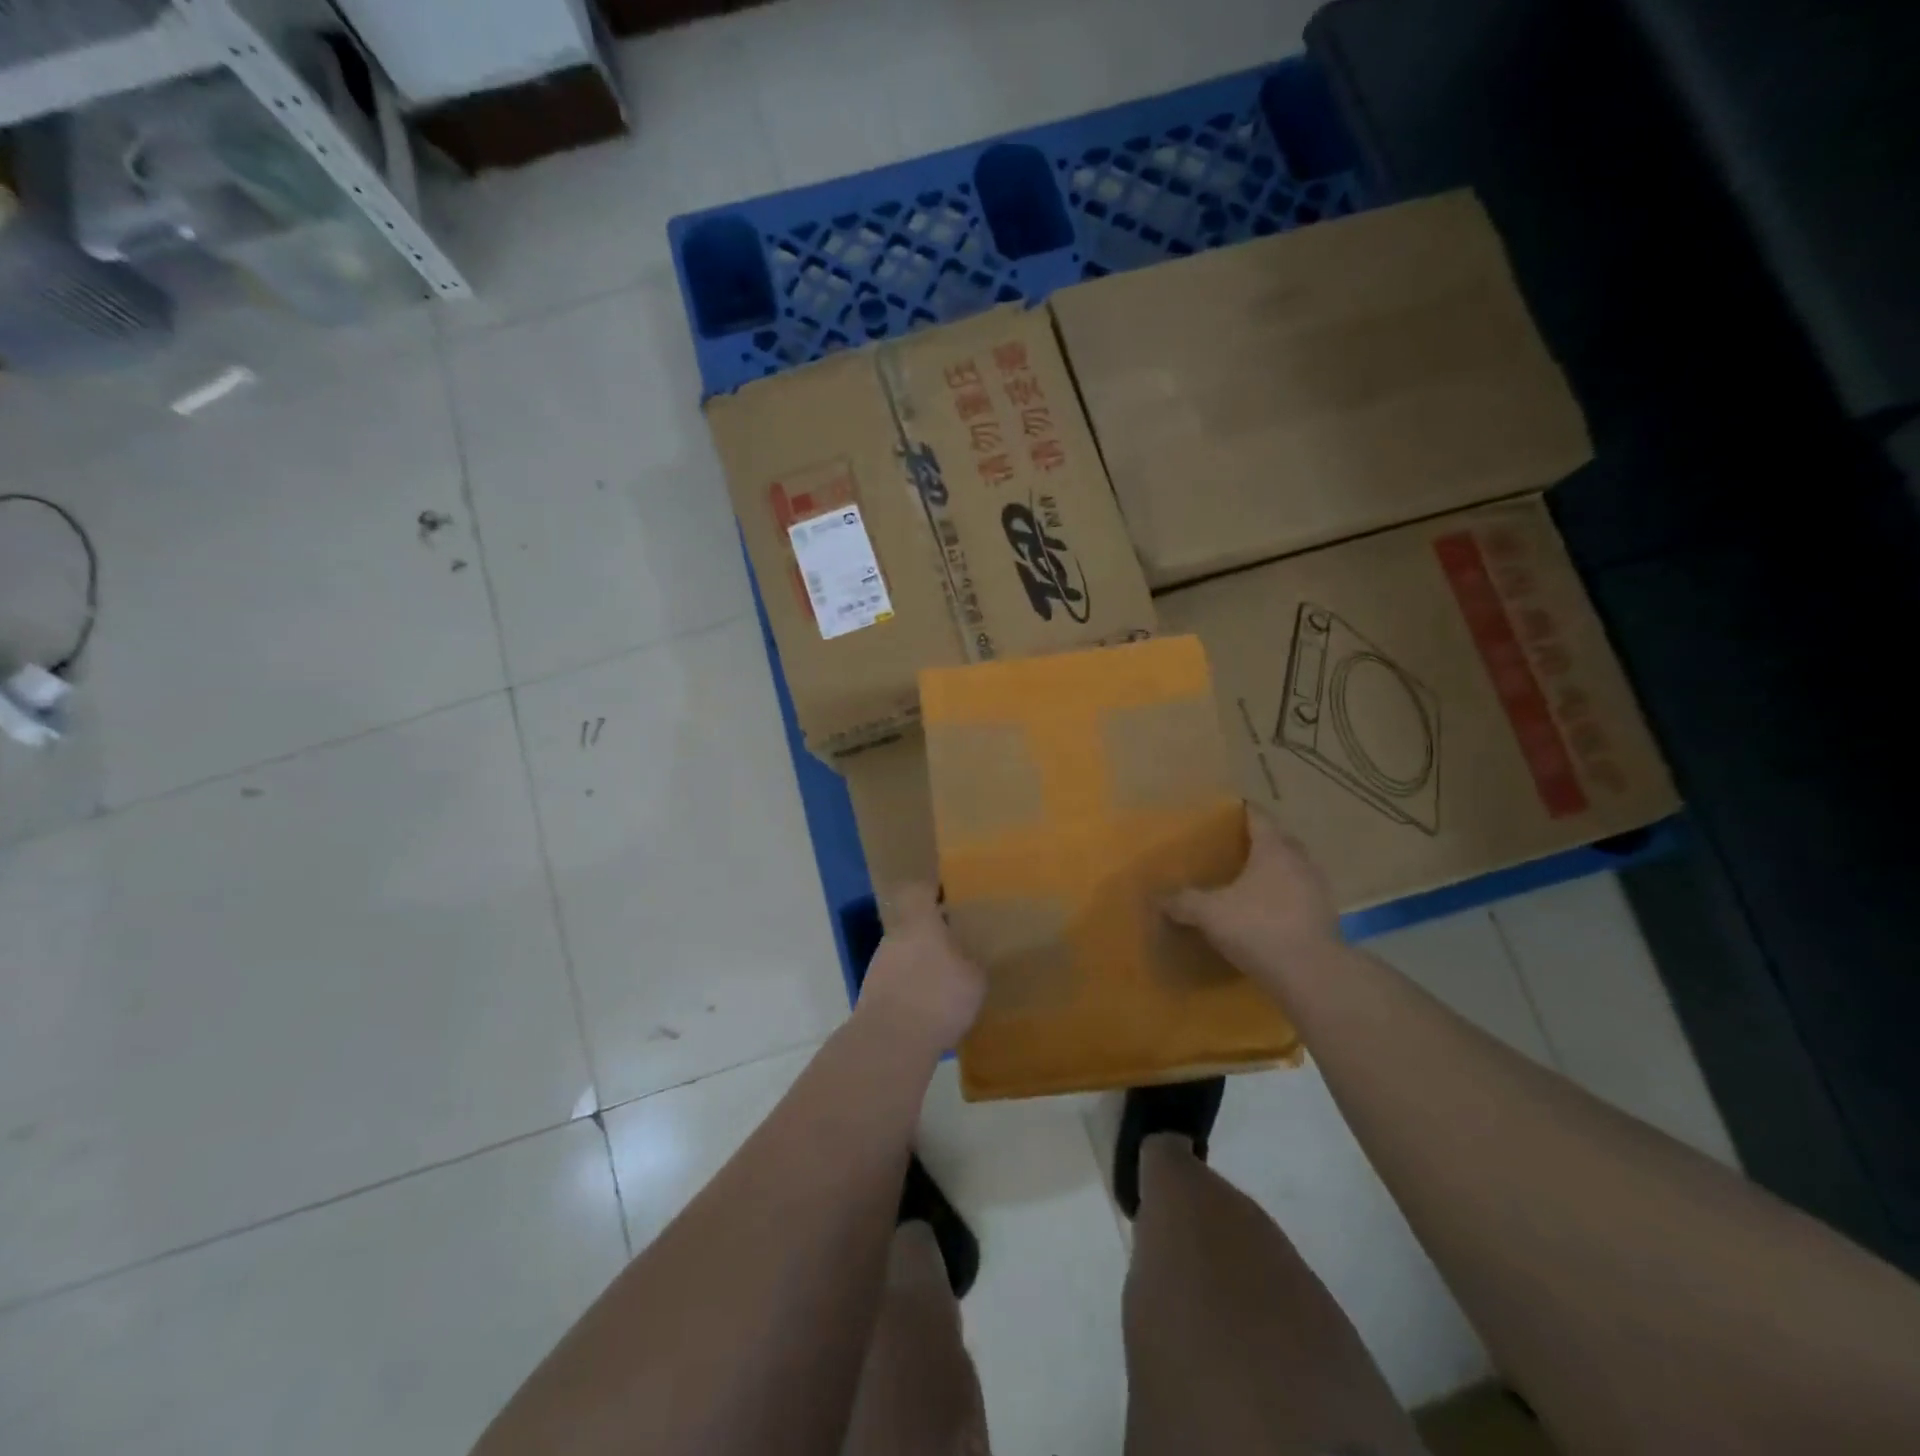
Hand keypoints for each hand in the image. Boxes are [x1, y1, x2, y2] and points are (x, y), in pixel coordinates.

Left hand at [857, 884, 986, 1056]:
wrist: (891, 1040)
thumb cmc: (939, 997)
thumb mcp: (975, 980)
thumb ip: (972, 962)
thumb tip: (970, 959)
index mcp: (920, 923)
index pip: (920, 893)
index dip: (932, 892)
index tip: (948, 897)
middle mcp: (895, 937)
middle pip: (913, 927)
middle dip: (932, 937)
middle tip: (956, 949)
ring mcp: (879, 965)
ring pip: (904, 955)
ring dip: (921, 966)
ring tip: (944, 985)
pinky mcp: (872, 994)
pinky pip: (897, 983)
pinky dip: (911, 991)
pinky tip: (928, 1010)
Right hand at [1165, 807, 1342, 982]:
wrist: (1311, 975)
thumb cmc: (1258, 928)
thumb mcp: (1210, 913)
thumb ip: (1184, 902)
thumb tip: (1159, 898)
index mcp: (1274, 850)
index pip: (1260, 818)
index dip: (1244, 811)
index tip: (1231, 809)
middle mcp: (1300, 863)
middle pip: (1282, 841)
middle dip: (1262, 840)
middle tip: (1237, 846)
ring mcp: (1318, 890)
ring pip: (1295, 869)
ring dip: (1277, 871)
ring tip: (1252, 880)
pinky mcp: (1327, 919)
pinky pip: (1302, 897)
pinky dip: (1286, 897)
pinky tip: (1269, 911)